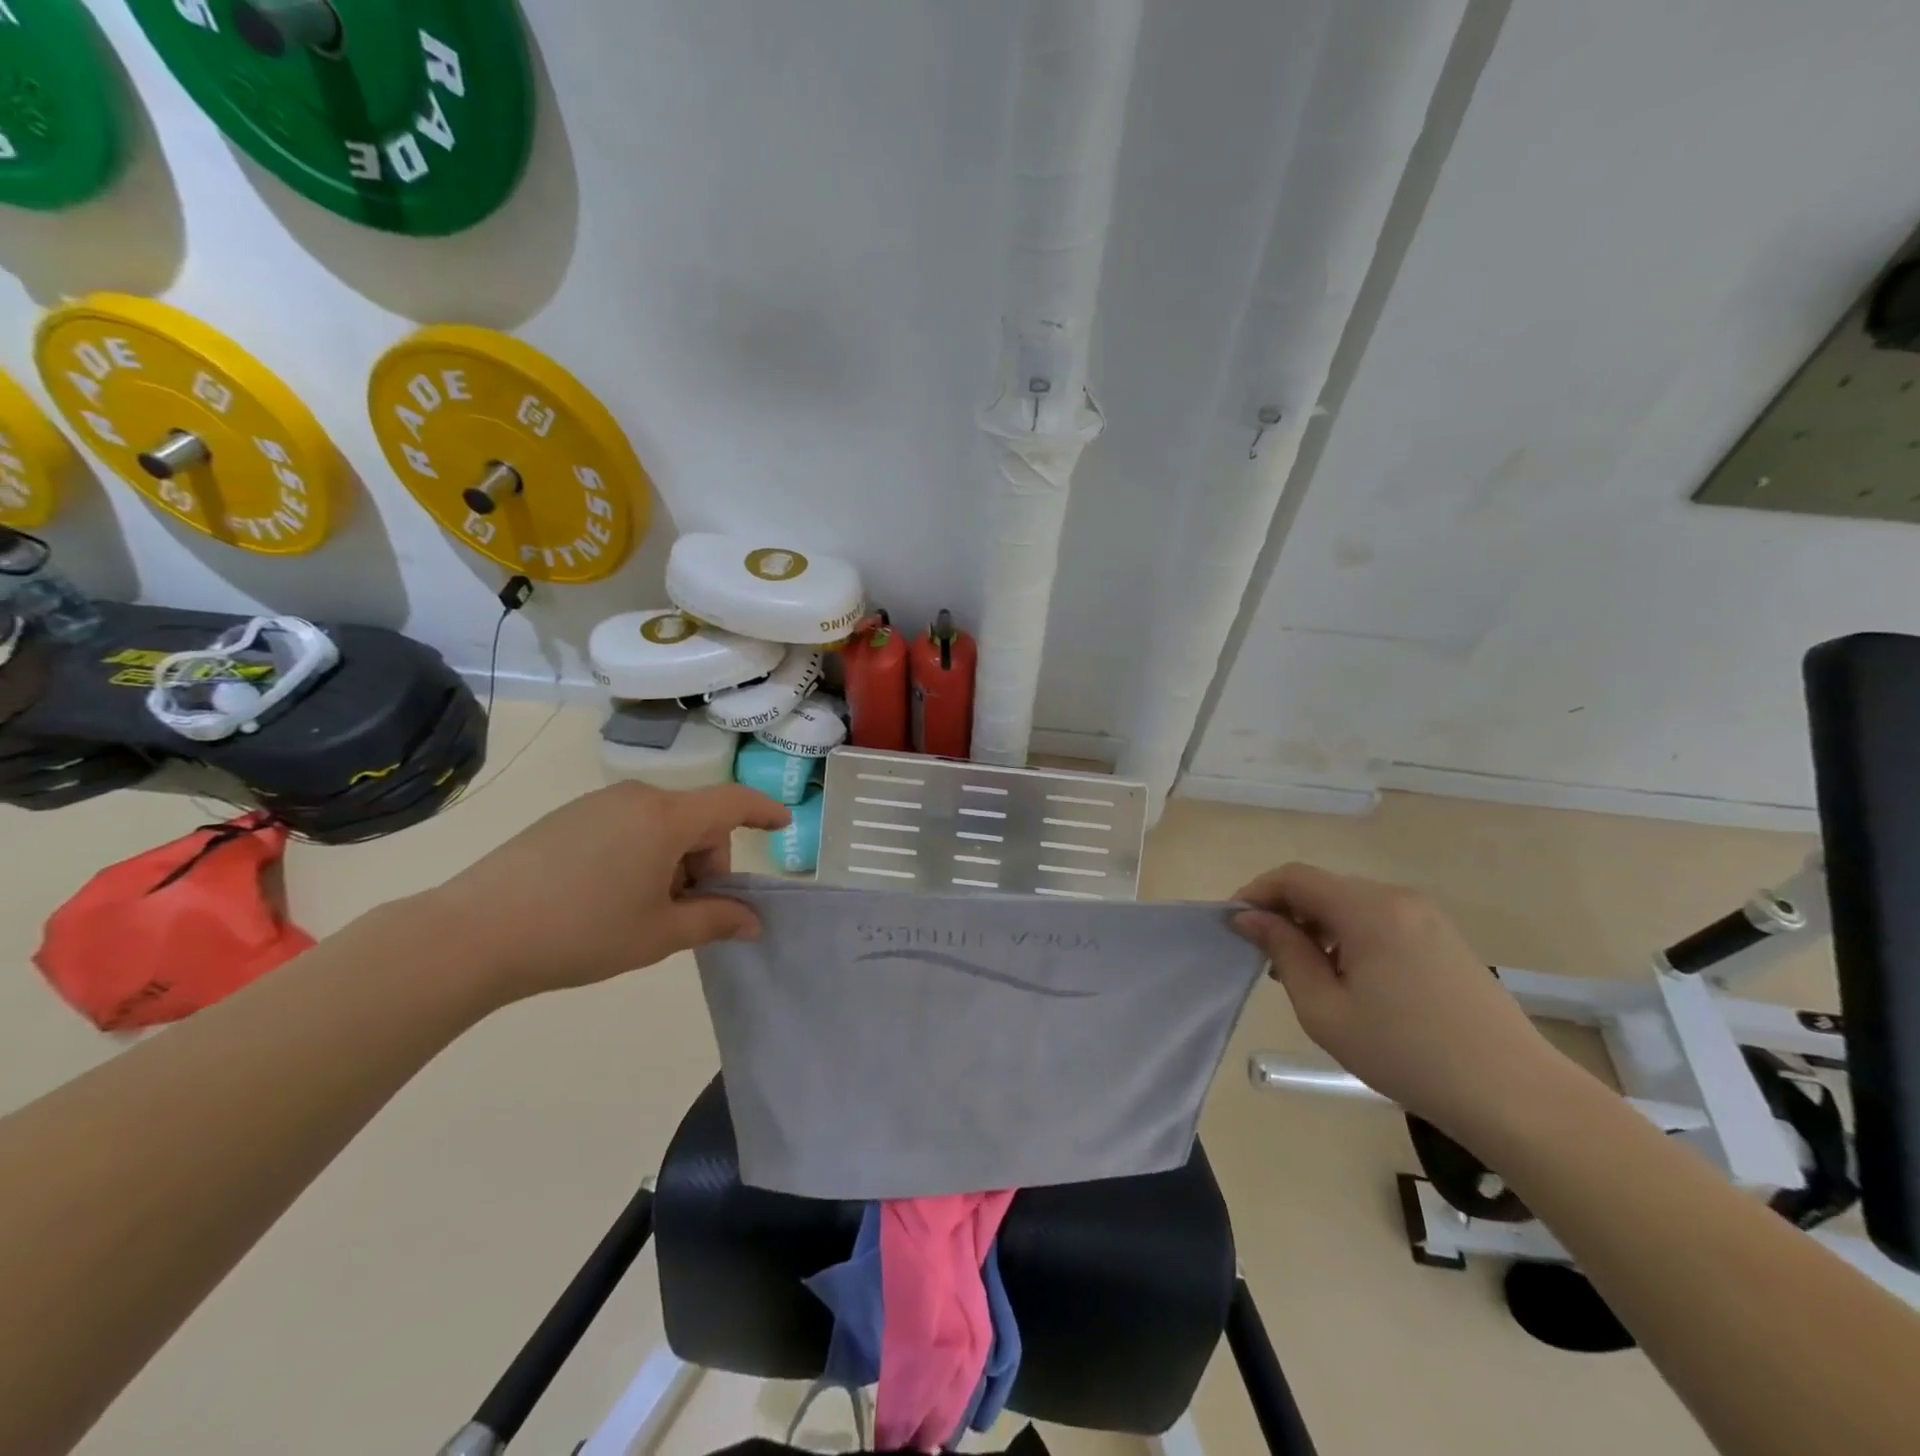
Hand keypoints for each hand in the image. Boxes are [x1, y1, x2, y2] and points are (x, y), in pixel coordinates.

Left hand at [427, 781, 791, 1001]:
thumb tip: (754, 921)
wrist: (472, 934)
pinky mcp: (567, 818)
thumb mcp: (659, 934)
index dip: (763, 811)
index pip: (732, 803)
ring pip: (661, 826)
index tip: (783, 823)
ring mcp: (597, 804)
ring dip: (672, 861)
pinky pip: (626, 827)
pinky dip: (640, 855)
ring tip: (642, 910)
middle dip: (707, 862)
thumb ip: (716, 921)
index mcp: (666, 818)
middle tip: (687, 912)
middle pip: (696, 820)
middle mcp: (636, 798)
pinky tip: (607, 896)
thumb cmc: (582, 932)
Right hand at [1231, 863, 1572, 1143]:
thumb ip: (1283, 952)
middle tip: (1267, 960)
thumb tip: (1250, 917)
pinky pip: (1378, 921)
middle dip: (1286, 914)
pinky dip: (1348, 937)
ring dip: (1317, 927)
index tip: (1234, 925)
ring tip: (1305, 976)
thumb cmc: (1406, 1053)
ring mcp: (1425, 917)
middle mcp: (1397, 898)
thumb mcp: (1325, 1008)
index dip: (1257, 893)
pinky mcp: (1442, 938)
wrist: (1515, 1096)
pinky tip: (1349, 981)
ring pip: (1349, 905)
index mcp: (1367, 908)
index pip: (1294, 877)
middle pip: (1323, 888)